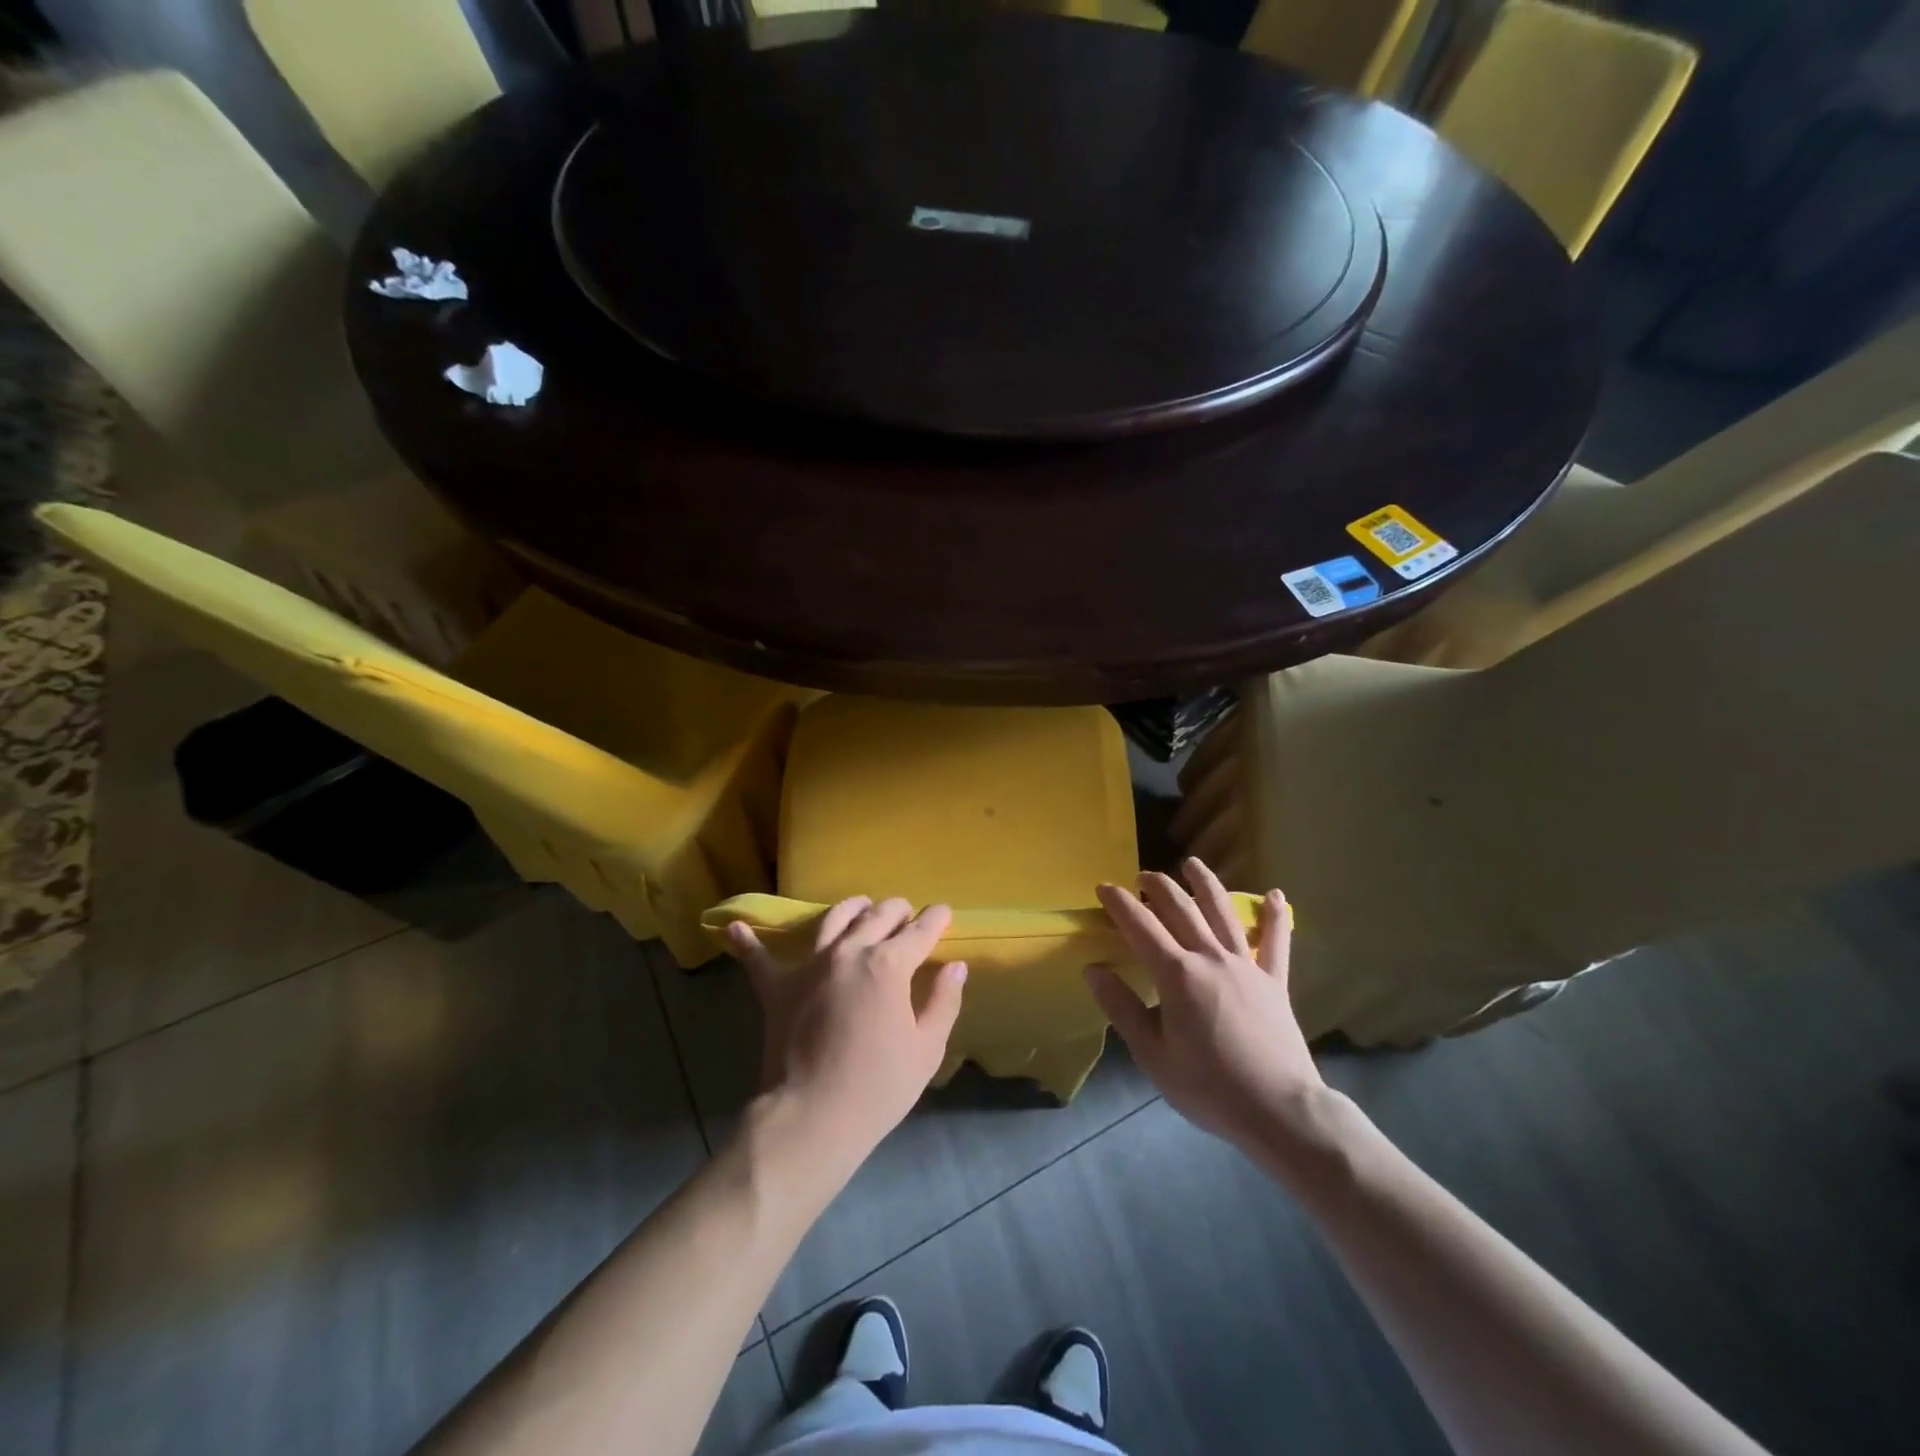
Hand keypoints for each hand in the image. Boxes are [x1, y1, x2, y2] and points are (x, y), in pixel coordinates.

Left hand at [728, 897, 966, 1168]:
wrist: (811, 1117)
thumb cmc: (878, 1087)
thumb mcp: (927, 1048)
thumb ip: (944, 1001)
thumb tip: (955, 966)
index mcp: (889, 964)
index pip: (920, 930)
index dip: (936, 918)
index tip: (943, 912)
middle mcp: (849, 951)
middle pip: (878, 915)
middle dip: (898, 910)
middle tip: (907, 915)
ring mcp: (809, 965)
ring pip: (833, 918)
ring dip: (852, 908)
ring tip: (861, 908)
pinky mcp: (777, 986)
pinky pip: (758, 958)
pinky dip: (748, 941)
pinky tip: (734, 927)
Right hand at [1086, 859, 1322, 1154]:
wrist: (1279, 1110)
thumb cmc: (1208, 1087)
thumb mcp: (1152, 1055)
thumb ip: (1122, 1008)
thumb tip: (1093, 969)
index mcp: (1176, 974)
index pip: (1140, 926)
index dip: (1119, 903)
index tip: (1103, 888)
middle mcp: (1210, 957)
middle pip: (1180, 909)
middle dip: (1157, 886)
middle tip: (1141, 877)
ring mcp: (1246, 966)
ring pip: (1223, 912)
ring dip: (1205, 884)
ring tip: (1192, 864)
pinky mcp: (1274, 981)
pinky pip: (1277, 942)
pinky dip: (1276, 916)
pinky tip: (1276, 895)